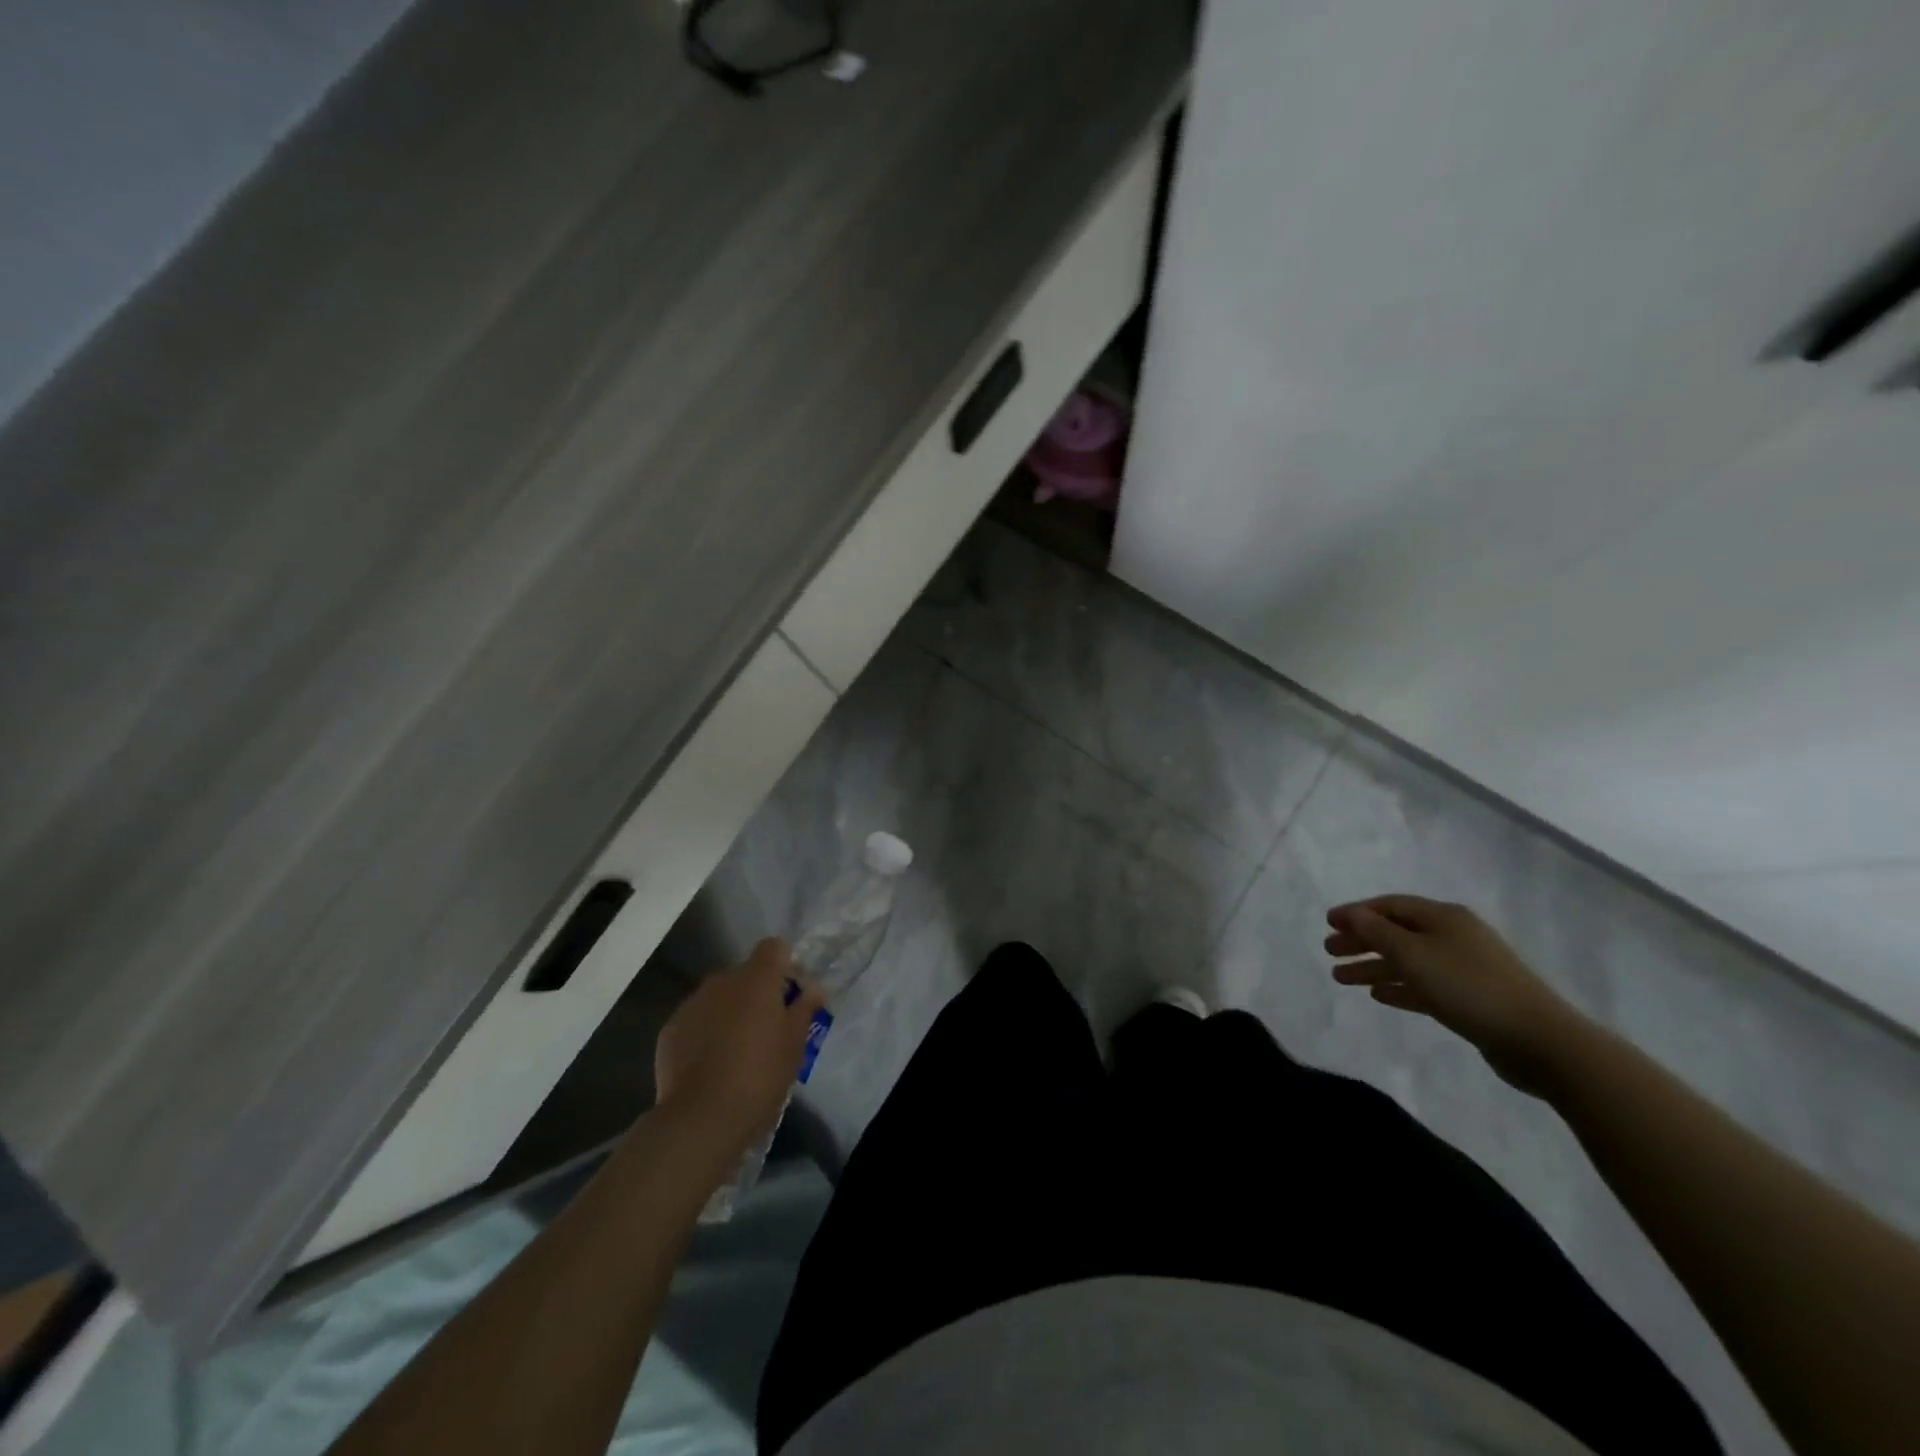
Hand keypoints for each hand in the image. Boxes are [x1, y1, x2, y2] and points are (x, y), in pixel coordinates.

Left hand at [654, 939, 825, 1152]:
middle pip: (745, 974)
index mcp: (756, 979)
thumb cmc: (759, 1076)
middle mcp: (721, 981)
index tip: (790, 994)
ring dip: (730, 1012)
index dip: (784, 965)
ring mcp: (691, 1004)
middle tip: (768, 1029)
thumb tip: (813, 988)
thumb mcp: (795, 1044)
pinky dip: (706, 1032)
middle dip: (757, 993)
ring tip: (737, 1050)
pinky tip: (711, 1064)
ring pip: (719, 997)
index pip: (773, 947)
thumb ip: (804, 1009)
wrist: (701, 1118)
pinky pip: (696, 1020)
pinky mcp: (670, 1029)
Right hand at [1325, 895, 1591, 1095]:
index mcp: (1442, 917)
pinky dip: (1399, 986)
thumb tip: (1352, 914)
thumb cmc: (1468, 987)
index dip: (1356, 912)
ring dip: (1374, 966)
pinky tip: (1379, 995)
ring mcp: (1464, 967)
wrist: (1539, 1040)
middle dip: (1361, 940)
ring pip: (1408, 960)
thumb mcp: (1413, 955)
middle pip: (1397, 932)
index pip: (1389, 905)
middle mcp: (1453, 935)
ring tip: (1341, 978)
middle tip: (1329, 951)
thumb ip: (1376, 932)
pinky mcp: (1471, 997)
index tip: (1327, 923)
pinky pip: (1425, 984)